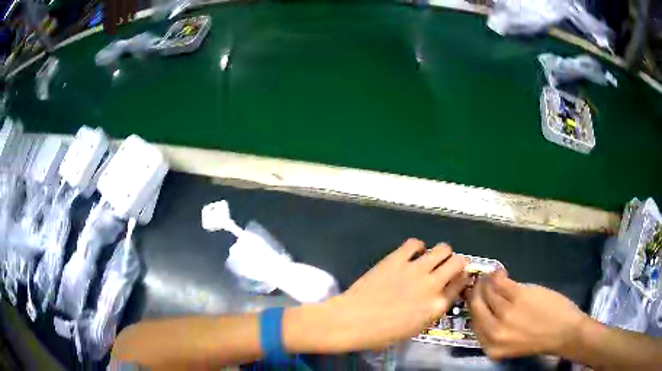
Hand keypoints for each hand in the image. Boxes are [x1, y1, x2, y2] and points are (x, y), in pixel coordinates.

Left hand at [319, 238, 469, 351]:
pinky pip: (415, 243)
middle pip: (458, 261)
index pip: (461, 284)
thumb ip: (433, 309)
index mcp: (437, 306)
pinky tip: (411, 255)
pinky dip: (417, 247)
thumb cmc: (382, 334)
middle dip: (456, 263)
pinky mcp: (397, 259)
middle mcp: (432, 284)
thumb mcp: (416, 328)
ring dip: (441, 253)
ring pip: (442, 248)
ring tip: (431, 259)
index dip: (462, 278)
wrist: (352, 321)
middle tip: (447, 266)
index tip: (458, 277)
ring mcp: (415, 269)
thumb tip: (441, 293)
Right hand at [468, 270, 588, 359]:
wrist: (564, 332)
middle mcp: (494, 331)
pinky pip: (500, 283)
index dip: (473, 308)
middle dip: (475, 293)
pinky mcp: (518, 296)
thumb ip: (497, 330)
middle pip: (476, 306)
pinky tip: (499, 272)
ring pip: (488, 292)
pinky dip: (497, 275)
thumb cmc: (540, 339)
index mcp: (491, 346)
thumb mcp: (511, 344)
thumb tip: (487, 307)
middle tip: (478, 283)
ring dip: (486, 282)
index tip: (474, 298)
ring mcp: (506, 313)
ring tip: (490, 276)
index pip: (474, 323)